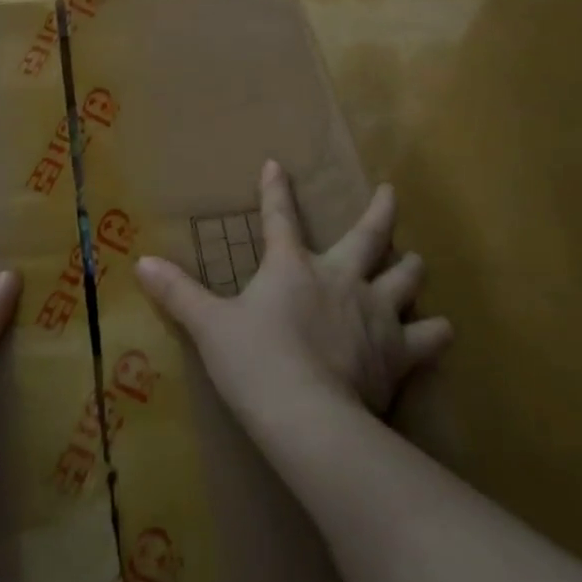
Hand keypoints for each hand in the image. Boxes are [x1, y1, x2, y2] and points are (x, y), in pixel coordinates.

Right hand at [136, 161, 450, 425]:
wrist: (309, 417)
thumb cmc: (255, 362)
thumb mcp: (208, 325)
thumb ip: (178, 292)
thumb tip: (140, 262)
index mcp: (292, 267)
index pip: (280, 218)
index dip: (276, 190)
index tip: (277, 163)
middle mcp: (340, 279)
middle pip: (368, 236)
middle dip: (379, 211)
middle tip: (390, 192)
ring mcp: (375, 314)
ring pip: (406, 278)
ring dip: (410, 268)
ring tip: (416, 261)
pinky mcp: (398, 353)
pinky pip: (427, 337)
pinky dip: (435, 333)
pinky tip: (442, 330)